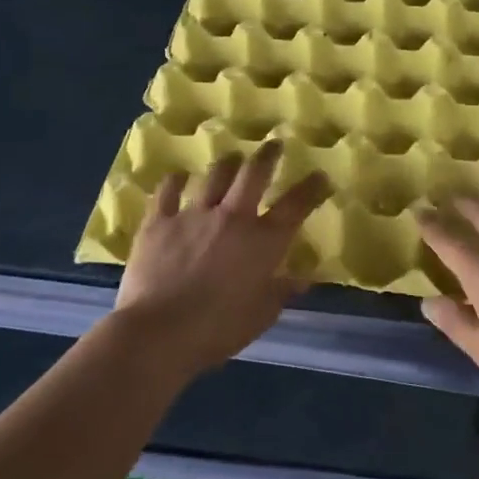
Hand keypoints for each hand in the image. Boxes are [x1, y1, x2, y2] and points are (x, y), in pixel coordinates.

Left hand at [114, 143, 329, 377]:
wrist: (158, 334)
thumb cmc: (217, 330)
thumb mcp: (261, 316)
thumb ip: (281, 292)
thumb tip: (302, 279)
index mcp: (263, 241)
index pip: (296, 205)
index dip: (312, 187)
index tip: (320, 176)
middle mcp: (233, 217)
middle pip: (254, 173)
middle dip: (268, 155)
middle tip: (274, 144)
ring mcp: (194, 215)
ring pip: (215, 175)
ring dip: (227, 163)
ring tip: (232, 158)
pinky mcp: (159, 221)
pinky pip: (168, 191)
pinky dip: (175, 181)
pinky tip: (179, 176)